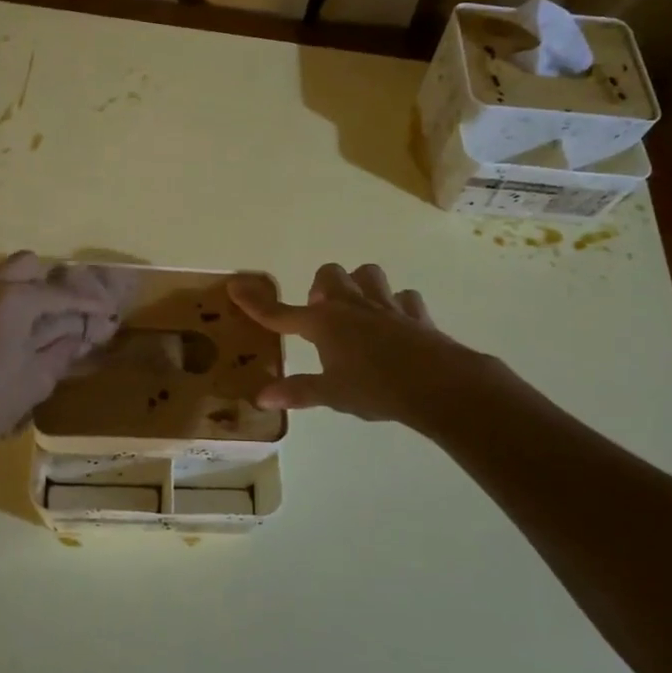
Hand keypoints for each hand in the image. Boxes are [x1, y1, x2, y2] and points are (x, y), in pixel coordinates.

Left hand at [0, 252, 126, 462]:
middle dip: (48, 284)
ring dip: (20, 292)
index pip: (58, 293)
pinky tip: (1, 337)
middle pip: (26, 266)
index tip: (105, 310)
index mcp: (11, 299)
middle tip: (63, 311)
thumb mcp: (37, 379)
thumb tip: (79, 335)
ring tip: (33, 324)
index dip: (86, 302)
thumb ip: (62, 348)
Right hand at [227, 263, 485, 424]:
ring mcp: (385, 305)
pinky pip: (404, 299)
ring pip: (368, 274)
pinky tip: (397, 322)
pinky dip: (398, 306)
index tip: (235, 285)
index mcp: (323, 323)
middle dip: (321, 287)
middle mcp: (351, 305)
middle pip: (329, 275)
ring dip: (359, 285)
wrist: (436, 383)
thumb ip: (298, 391)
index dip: (256, 302)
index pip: (280, 313)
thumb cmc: (375, 389)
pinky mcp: (415, 314)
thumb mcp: (332, 394)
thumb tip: (262, 397)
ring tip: (357, 309)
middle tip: (321, 313)